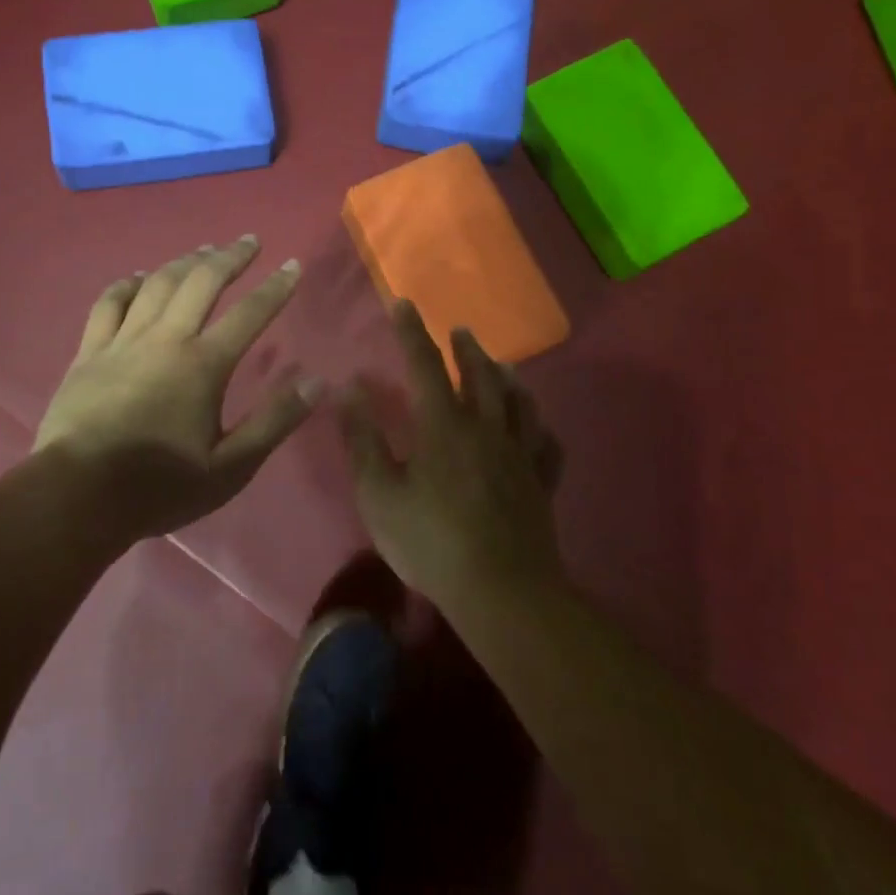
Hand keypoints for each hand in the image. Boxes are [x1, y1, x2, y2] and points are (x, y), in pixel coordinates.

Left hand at [34, 236, 318, 543]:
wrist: (77, 496)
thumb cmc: (159, 486)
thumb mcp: (230, 468)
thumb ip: (274, 422)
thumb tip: (317, 382)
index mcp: (203, 365)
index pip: (249, 314)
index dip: (275, 287)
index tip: (293, 265)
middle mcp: (165, 339)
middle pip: (201, 283)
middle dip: (230, 257)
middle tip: (249, 241)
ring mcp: (123, 341)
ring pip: (157, 285)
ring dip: (184, 262)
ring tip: (204, 250)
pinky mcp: (89, 352)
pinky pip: (109, 304)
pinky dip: (128, 284)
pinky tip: (139, 277)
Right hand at [336, 300, 565, 607]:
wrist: (500, 590)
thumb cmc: (430, 541)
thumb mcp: (378, 493)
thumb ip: (362, 438)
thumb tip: (348, 388)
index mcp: (443, 425)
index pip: (425, 364)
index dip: (412, 332)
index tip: (404, 304)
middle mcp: (486, 428)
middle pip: (479, 375)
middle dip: (466, 349)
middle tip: (460, 330)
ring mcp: (519, 454)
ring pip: (519, 402)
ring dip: (506, 377)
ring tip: (501, 365)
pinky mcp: (541, 482)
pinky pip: (547, 443)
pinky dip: (540, 427)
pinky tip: (538, 425)